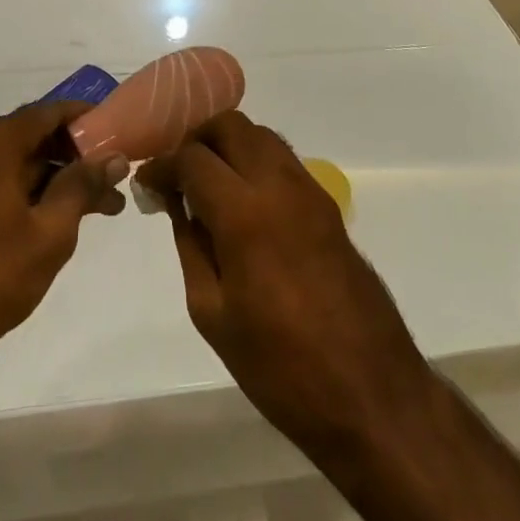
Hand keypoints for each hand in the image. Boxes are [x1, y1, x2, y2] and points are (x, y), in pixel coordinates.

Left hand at [0, 103, 127, 365]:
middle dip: (72, 159)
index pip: (49, 111)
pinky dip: (17, 190)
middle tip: (110, 185)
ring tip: (88, 211)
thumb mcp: (49, 232)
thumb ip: (83, 186)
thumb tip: (114, 156)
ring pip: (8, 161)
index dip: (86, 119)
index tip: (117, 133)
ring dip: (47, 179)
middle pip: (28, 136)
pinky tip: (44, 219)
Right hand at [138, 113, 431, 456]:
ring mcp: (310, 191)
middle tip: (177, 174)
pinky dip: (255, 161)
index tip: (148, 183)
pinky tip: (242, 200)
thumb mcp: (213, 314)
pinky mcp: (328, 206)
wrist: (371, 395)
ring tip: (208, 183)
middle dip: (196, 139)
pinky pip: (284, 161)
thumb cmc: (280, 367)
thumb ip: (191, 246)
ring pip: (261, 135)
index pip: (193, 158)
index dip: (163, 165)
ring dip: (229, 145)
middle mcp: (279, 185)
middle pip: (231, 126)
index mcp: (244, 213)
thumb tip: (179, 204)